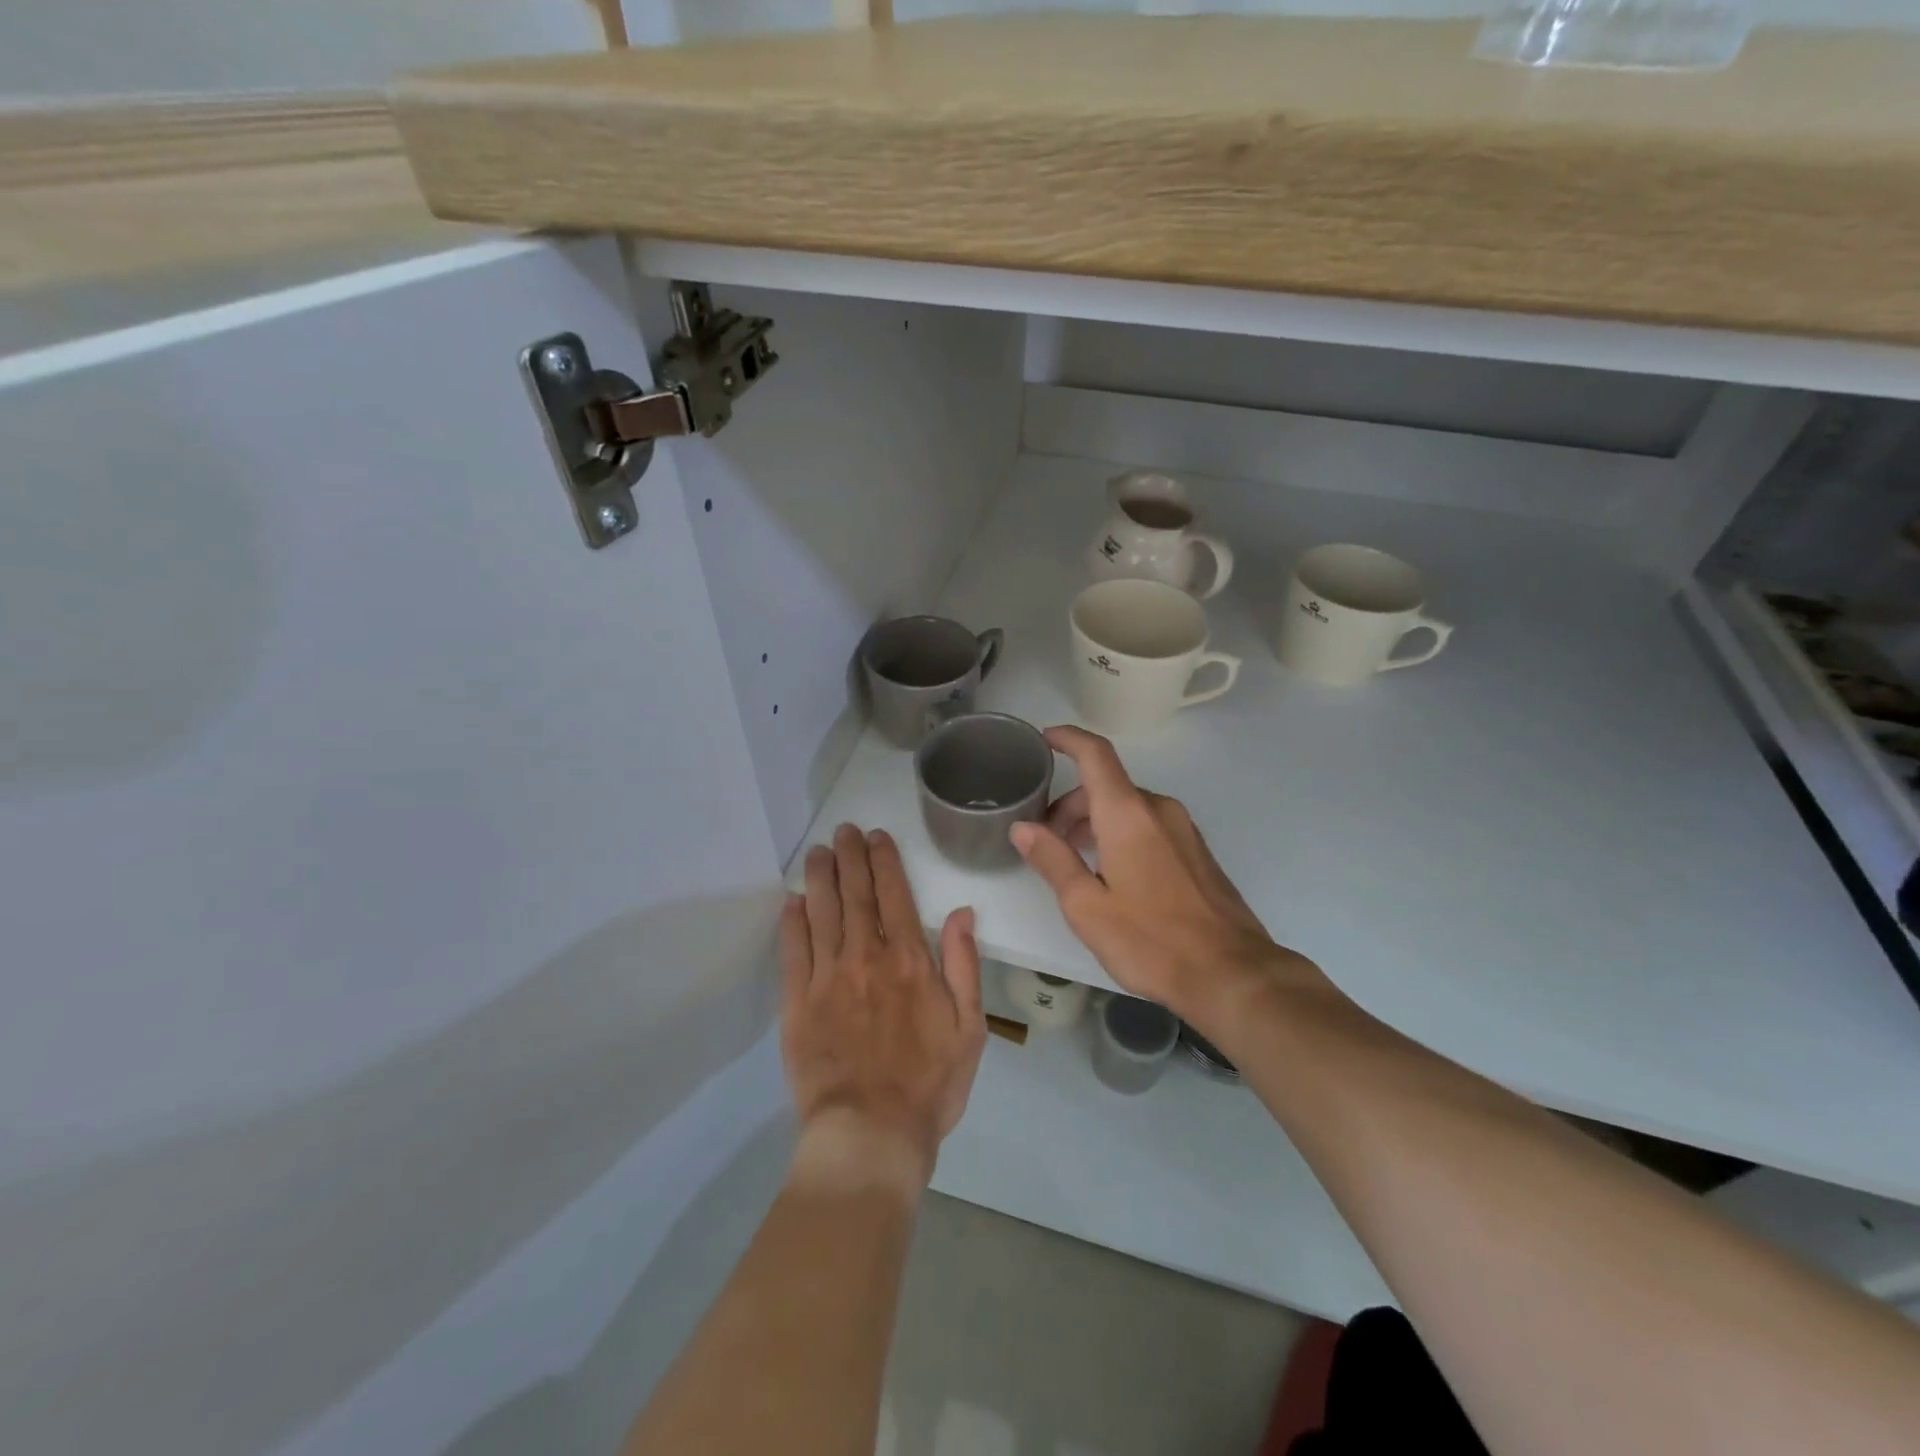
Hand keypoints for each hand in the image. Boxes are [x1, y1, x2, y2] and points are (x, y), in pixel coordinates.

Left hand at [781, 824, 986, 1193]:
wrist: (872, 1133)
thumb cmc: (929, 1084)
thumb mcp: (969, 1028)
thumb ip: (963, 965)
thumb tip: (961, 913)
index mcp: (909, 961)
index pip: (895, 895)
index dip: (884, 861)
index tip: (876, 836)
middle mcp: (866, 957)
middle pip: (856, 895)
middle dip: (850, 857)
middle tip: (842, 830)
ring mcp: (827, 978)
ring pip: (822, 913)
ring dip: (820, 878)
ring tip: (817, 852)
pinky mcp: (797, 1003)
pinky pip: (793, 951)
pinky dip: (793, 922)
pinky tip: (792, 901)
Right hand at [1010, 726, 1311, 1022]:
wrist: (1231, 974)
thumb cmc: (1151, 940)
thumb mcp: (1087, 906)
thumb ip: (1052, 860)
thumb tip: (1022, 828)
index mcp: (1128, 814)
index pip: (1095, 755)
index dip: (1067, 738)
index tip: (1044, 739)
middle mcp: (1158, 809)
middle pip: (1106, 786)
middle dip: (1070, 805)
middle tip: (1046, 840)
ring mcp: (1183, 828)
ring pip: (1128, 807)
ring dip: (1095, 822)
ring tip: (1075, 861)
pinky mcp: (1196, 850)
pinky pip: (1149, 825)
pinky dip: (1121, 833)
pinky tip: (1113, 873)